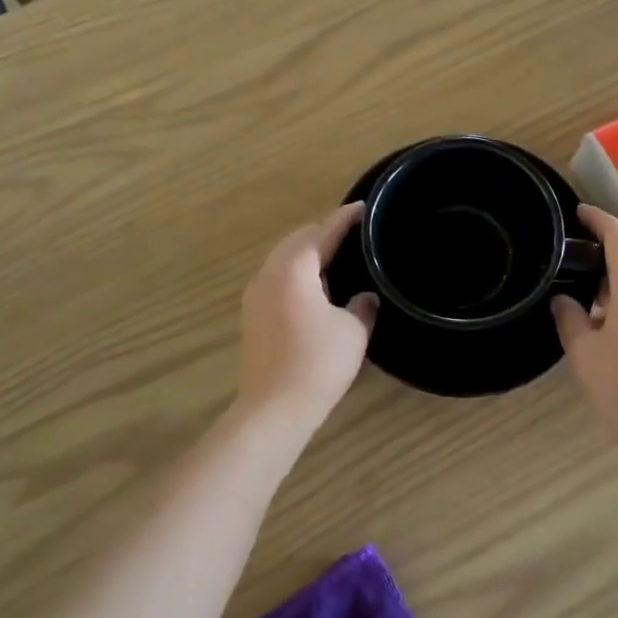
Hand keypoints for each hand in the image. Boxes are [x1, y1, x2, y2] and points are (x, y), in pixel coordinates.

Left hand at [237, 204, 376, 429]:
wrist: (274, 409)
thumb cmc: (318, 363)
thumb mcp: (353, 331)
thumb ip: (362, 305)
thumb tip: (365, 296)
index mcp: (293, 269)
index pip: (323, 232)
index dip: (345, 218)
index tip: (364, 208)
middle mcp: (268, 274)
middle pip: (297, 241)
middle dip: (324, 234)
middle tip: (355, 238)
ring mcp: (255, 295)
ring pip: (284, 260)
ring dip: (309, 256)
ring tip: (339, 262)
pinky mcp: (252, 315)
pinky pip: (277, 280)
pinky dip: (298, 275)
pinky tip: (317, 292)